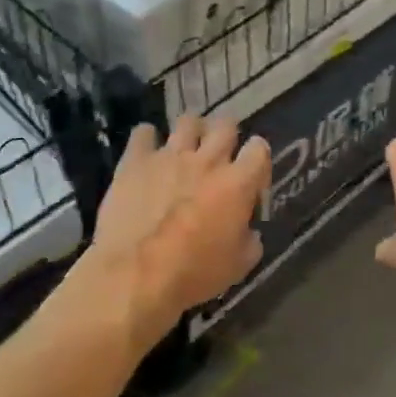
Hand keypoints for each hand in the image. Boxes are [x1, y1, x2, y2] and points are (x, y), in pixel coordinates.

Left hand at [91, 116, 270, 333]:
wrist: (135, 275)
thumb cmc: (193, 274)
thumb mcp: (239, 265)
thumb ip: (250, 240)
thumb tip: (248, 231)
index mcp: (238, 183)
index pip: (260, 149)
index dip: (257, 159)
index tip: (251, 175)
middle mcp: (207, 160)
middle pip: (226, 125)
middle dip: (226, 136)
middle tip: (219, 155)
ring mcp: (170, 156)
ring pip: (188, 121)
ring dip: (191, 131)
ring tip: (185, 147)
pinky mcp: (136, 161)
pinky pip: (143, 133)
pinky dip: (147, 139)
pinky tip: (146, 152)